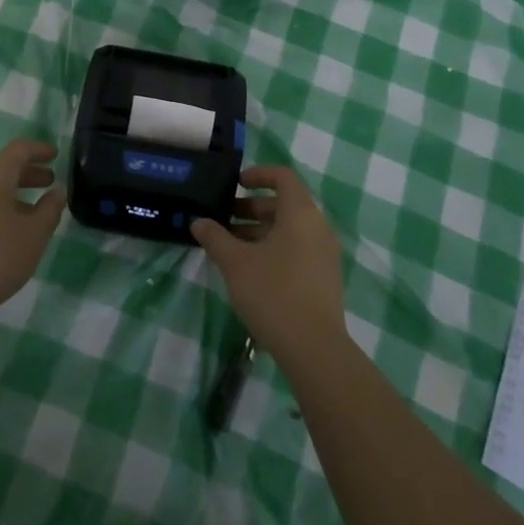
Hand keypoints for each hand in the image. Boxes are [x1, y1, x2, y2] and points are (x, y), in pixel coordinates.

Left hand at [0, 140, 66, 330]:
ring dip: (15, 192)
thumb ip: (50, 209)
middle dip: (29, 172)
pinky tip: (9, 231)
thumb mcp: (33, 236)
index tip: (55, 154)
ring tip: (35, 211)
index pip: (18, 149)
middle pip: (3, 167)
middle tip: (50, 182)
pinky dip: (0, 206)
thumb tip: (58, 190)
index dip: (39, 149)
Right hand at [192, 166, 345, 363]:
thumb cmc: (273, 293)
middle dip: (252, 207)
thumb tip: (198, 222)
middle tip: (223, 219)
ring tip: (230, 247)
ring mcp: (325, 253)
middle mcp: (318, 226)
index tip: (236, 183)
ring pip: (290, 229)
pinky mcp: (325, 277)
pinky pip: (298, 248)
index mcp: (300, 213)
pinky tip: (250, 270)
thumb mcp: (236, 263)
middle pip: (284, 204)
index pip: (283, 176)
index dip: (258, 174)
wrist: (315, 349)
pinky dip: (274, 248)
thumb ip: (215, 238)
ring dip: (260, 230)